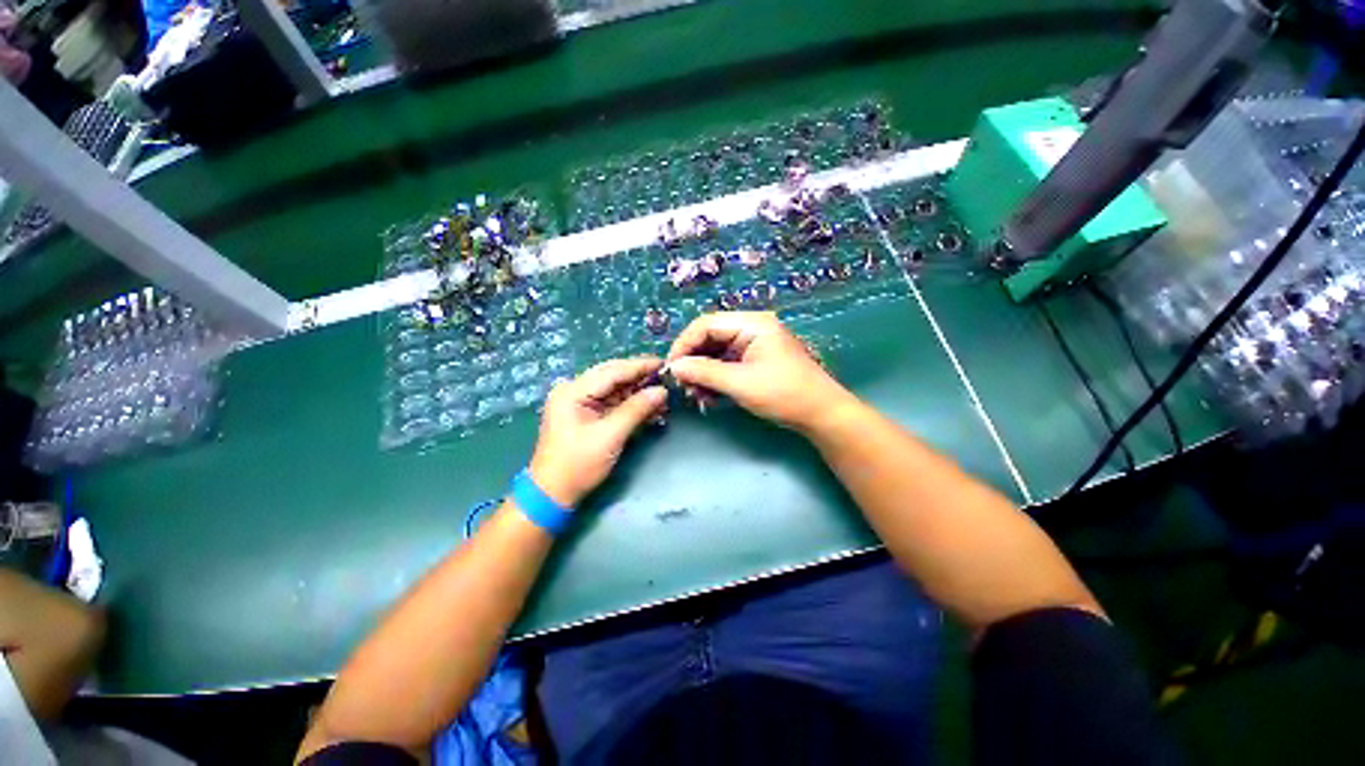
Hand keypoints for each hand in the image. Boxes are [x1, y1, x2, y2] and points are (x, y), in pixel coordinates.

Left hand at [528, 357, 667, 506]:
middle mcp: (575, 390)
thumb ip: (636, 409)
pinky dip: (631, 406)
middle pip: (614, 377)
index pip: (612, 371)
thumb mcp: (610, 436)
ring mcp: (580, 402)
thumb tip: (661, 391)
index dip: (640, 366)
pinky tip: (651, 409)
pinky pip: (613, 403)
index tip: (665, 363)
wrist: (553, 494)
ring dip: (638, 393)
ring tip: (663, 398)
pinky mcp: (587, 414)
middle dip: (641, 378)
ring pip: (616, 389)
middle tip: (667, 378)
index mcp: (573, 391)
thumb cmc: (578, 465)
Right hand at [666, 312, 855, 432]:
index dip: (684, 344)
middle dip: (693, 362)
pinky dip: (715, 380)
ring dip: (702, 374)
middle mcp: (751, 329)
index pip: (706, 324)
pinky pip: (726, 366)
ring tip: (695, 395)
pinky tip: (708, 397)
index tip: (671, 367)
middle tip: (682, 385)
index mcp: (752, 324)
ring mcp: (753, 346)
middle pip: (710, 338)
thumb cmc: (783, 393)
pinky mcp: (754, 362)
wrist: (820, 414)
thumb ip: (705, 372)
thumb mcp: (740, 383)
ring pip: (716, 354)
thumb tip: (674, 367)